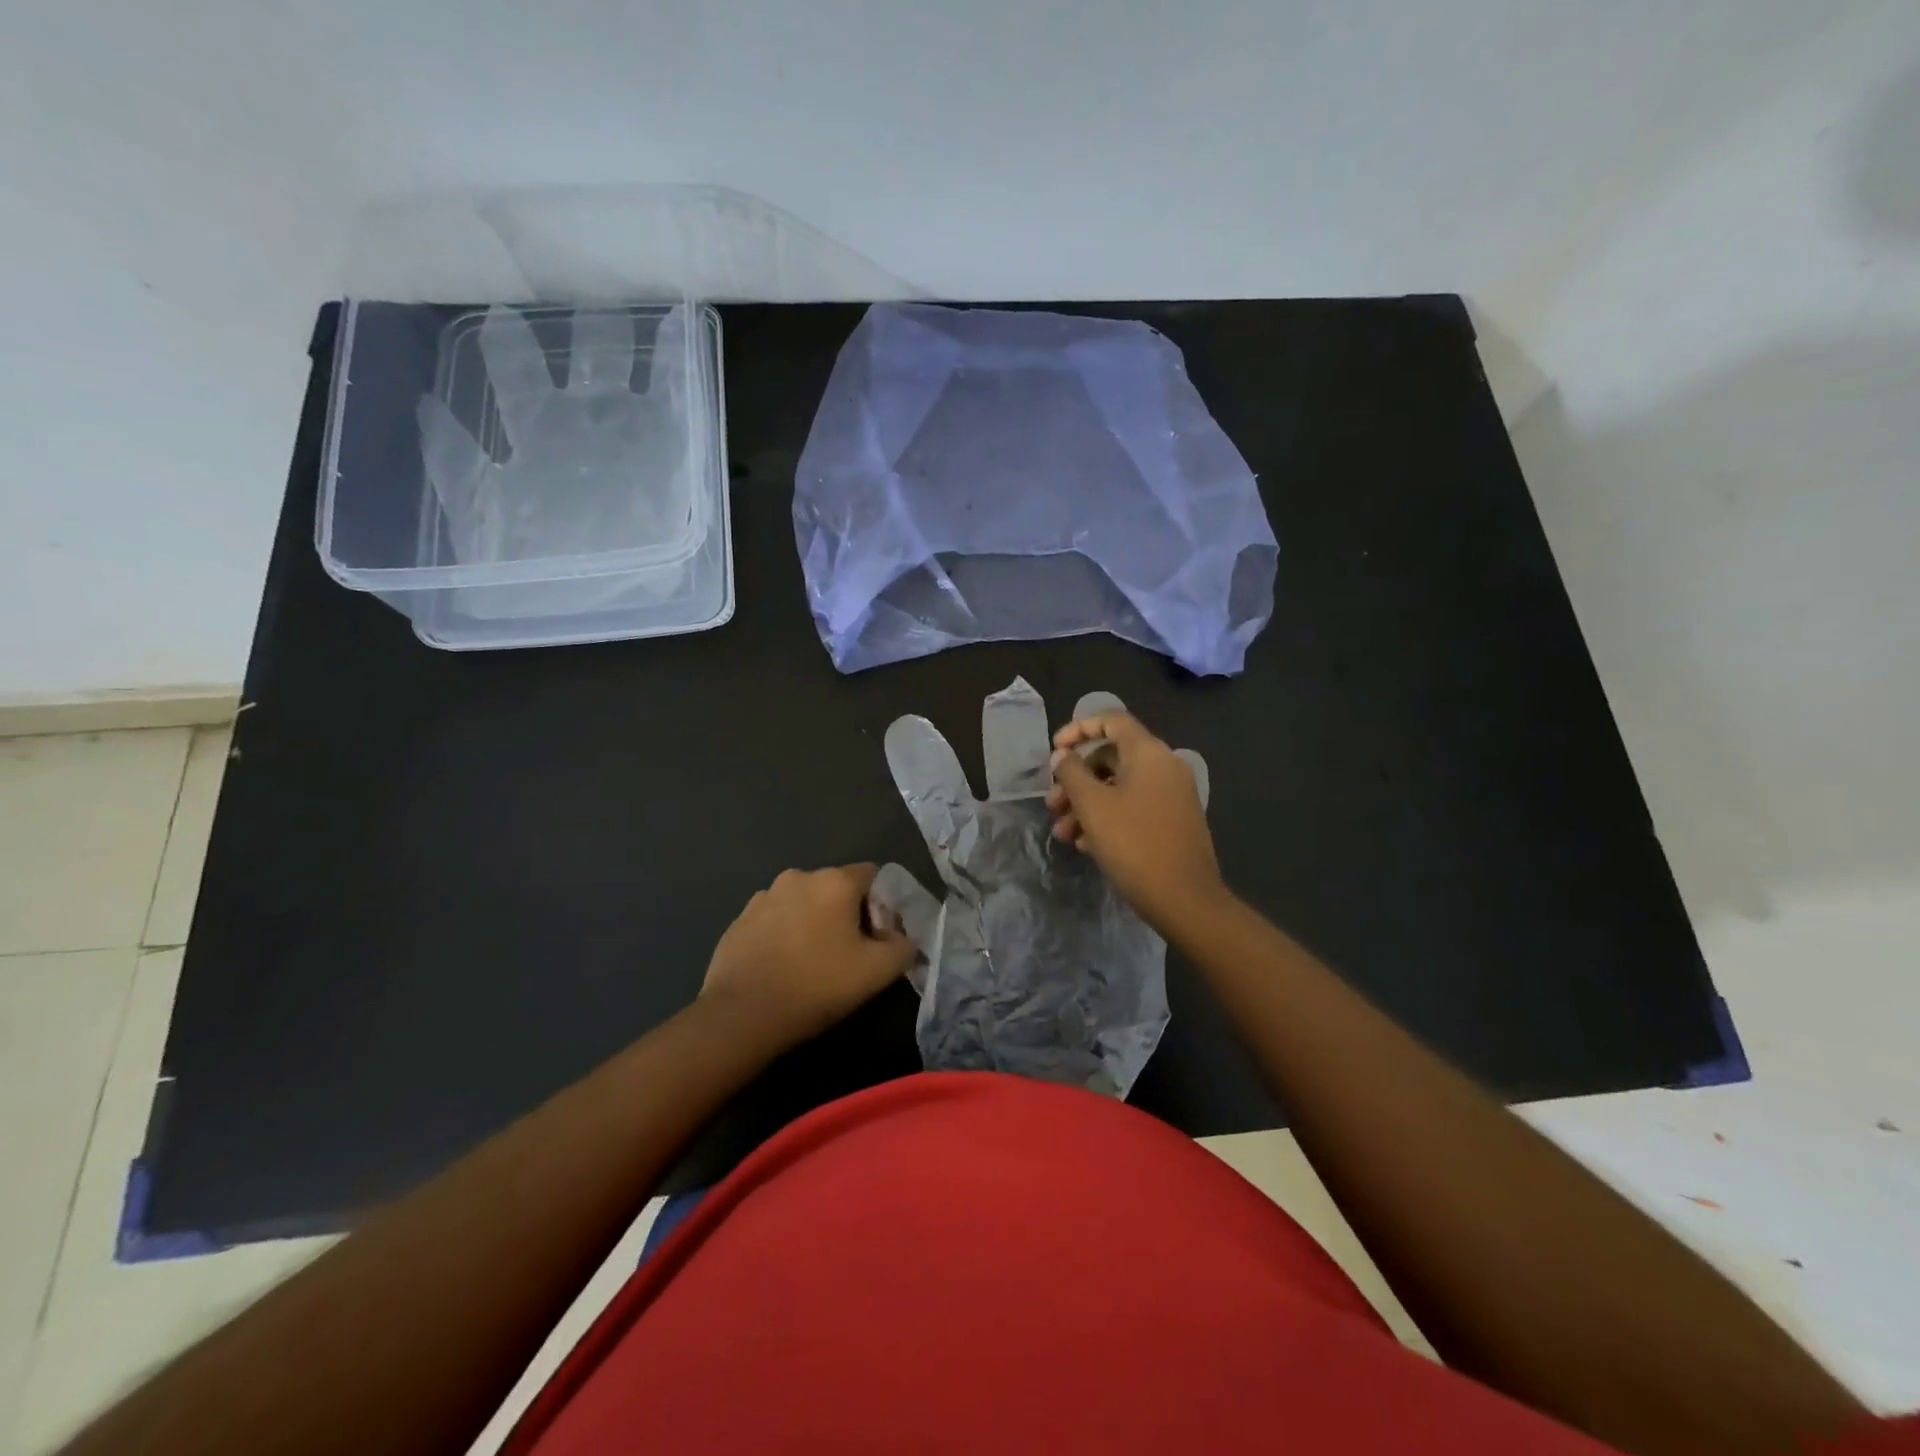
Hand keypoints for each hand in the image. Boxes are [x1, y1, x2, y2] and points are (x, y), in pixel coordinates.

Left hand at [699, 864, 913, 1053]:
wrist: (742, 1015)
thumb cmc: (817, 985)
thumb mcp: (878, 972)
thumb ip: (902, 946)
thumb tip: (899, 938)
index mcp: (834, 881)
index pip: (872, 875)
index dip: (881, 905)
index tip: (877, 938)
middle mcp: (798, 877)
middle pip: (836, 888)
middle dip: (846, 914)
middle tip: (847, 954)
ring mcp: (763, 896)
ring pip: (803, 903)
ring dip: (812, 922)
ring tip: (811, 963)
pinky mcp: (739, 919)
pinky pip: (774, 919)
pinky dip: (784, 934)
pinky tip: (782, 967)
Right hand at [1047, 714, 1226, 935]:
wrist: (1185, 899)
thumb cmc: (1135, 844)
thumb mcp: (1093, 806)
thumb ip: (1072, 774)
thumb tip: (1062, 755)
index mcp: (1149, 753)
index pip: (1111, 720)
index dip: (1078, 729)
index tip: (1054, 751)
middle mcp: (1164, 767)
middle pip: (1110, 757)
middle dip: (1075, 779)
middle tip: (1052, 805)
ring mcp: (1171, 795)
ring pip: (1118, 787)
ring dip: (1085, 804)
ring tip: (1063, 834)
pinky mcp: (1171, 821)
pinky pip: (1133, 807)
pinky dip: (1106, 818)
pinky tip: (1085, 845)